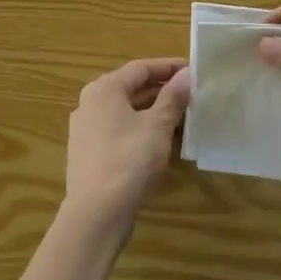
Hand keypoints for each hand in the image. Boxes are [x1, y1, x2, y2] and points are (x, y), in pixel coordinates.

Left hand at [64, 58, 191, 235]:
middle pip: (131, 88)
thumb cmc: (129, 160)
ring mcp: (86, 129)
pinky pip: (119, 130)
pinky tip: (161, 141)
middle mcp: (90, 103)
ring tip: (183, 117)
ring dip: (153, 111)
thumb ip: (173, 97)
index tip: (194, 70)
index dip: (169, 67)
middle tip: (192, 94)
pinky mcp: (89, 153)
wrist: (96, 212)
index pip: (141, 68)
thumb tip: (187, 74)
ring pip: (126, 111)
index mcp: (104, 89)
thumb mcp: (157, 125)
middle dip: (163, 90)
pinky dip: (141, 129)